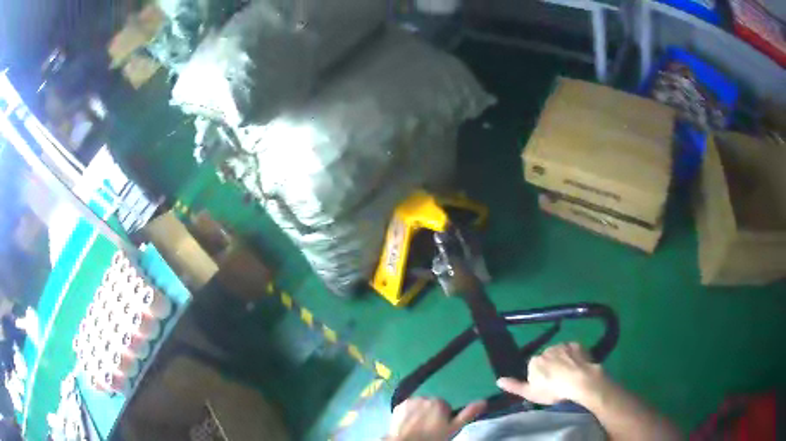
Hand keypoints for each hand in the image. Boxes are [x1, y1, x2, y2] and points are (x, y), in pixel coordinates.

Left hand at [388, 397, 485, 440]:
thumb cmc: (432, 437)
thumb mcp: (453, 428)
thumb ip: (467, 414)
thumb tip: (483, 402)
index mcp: (439, 402)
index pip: (444, 406)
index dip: (443, 417)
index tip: (439, 426)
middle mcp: (424, 397)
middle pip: (431, 405)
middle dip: (431, 413)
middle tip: (429, 428)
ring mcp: (410, 401)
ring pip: (419, 405)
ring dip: (420, 412)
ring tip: (418, 427)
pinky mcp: (398, 406)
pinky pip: (407, 407)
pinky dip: (409, 413)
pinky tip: (409, 424)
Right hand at [497, 342, 604, 404]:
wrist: (580, 381)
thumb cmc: (552, 390)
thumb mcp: (530, 393)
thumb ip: (514, 386)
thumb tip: (498, 380)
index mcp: (534, 361)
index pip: (533, 367)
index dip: (539, 377)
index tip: (546, 386)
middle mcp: (547, 350)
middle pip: (547, 358)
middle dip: (551, 366)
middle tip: (558, 381)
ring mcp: (563, 346)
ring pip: (560, 353)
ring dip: (562, 360)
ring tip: (569, 374)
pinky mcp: (577, 345)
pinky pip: (572, 349)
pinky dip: (573, 356)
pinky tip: (577, 366)